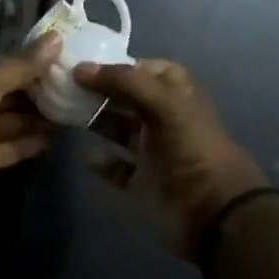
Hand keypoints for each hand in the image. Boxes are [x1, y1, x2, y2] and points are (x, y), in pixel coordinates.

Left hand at [0, 34, 60, 226]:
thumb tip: (56, 38)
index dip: (17, 62)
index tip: (52, 63)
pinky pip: (2, 148)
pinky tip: (53, 138)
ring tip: (68, 112)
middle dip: (28, 91)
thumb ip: (22, 63)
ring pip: (0, 122)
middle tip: (66, 88)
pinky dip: (25, 143)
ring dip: (31, 118)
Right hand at [75, 58, 268, 259]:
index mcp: (177, 96)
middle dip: (100, 90)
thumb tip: (80, 69)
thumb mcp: (165, 104)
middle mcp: (164, 119)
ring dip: (95, 120)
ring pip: (118, 129)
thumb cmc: (192, 149)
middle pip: (127, 98)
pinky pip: (116, 167)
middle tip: (65, 85)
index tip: (86, 65)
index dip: (120, 66)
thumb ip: (125, 82)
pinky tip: (84, 153)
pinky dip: (100, 161)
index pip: (148, 70)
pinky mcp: (141, 181)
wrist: (213, 213)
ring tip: (65, 111)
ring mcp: (152, 151)